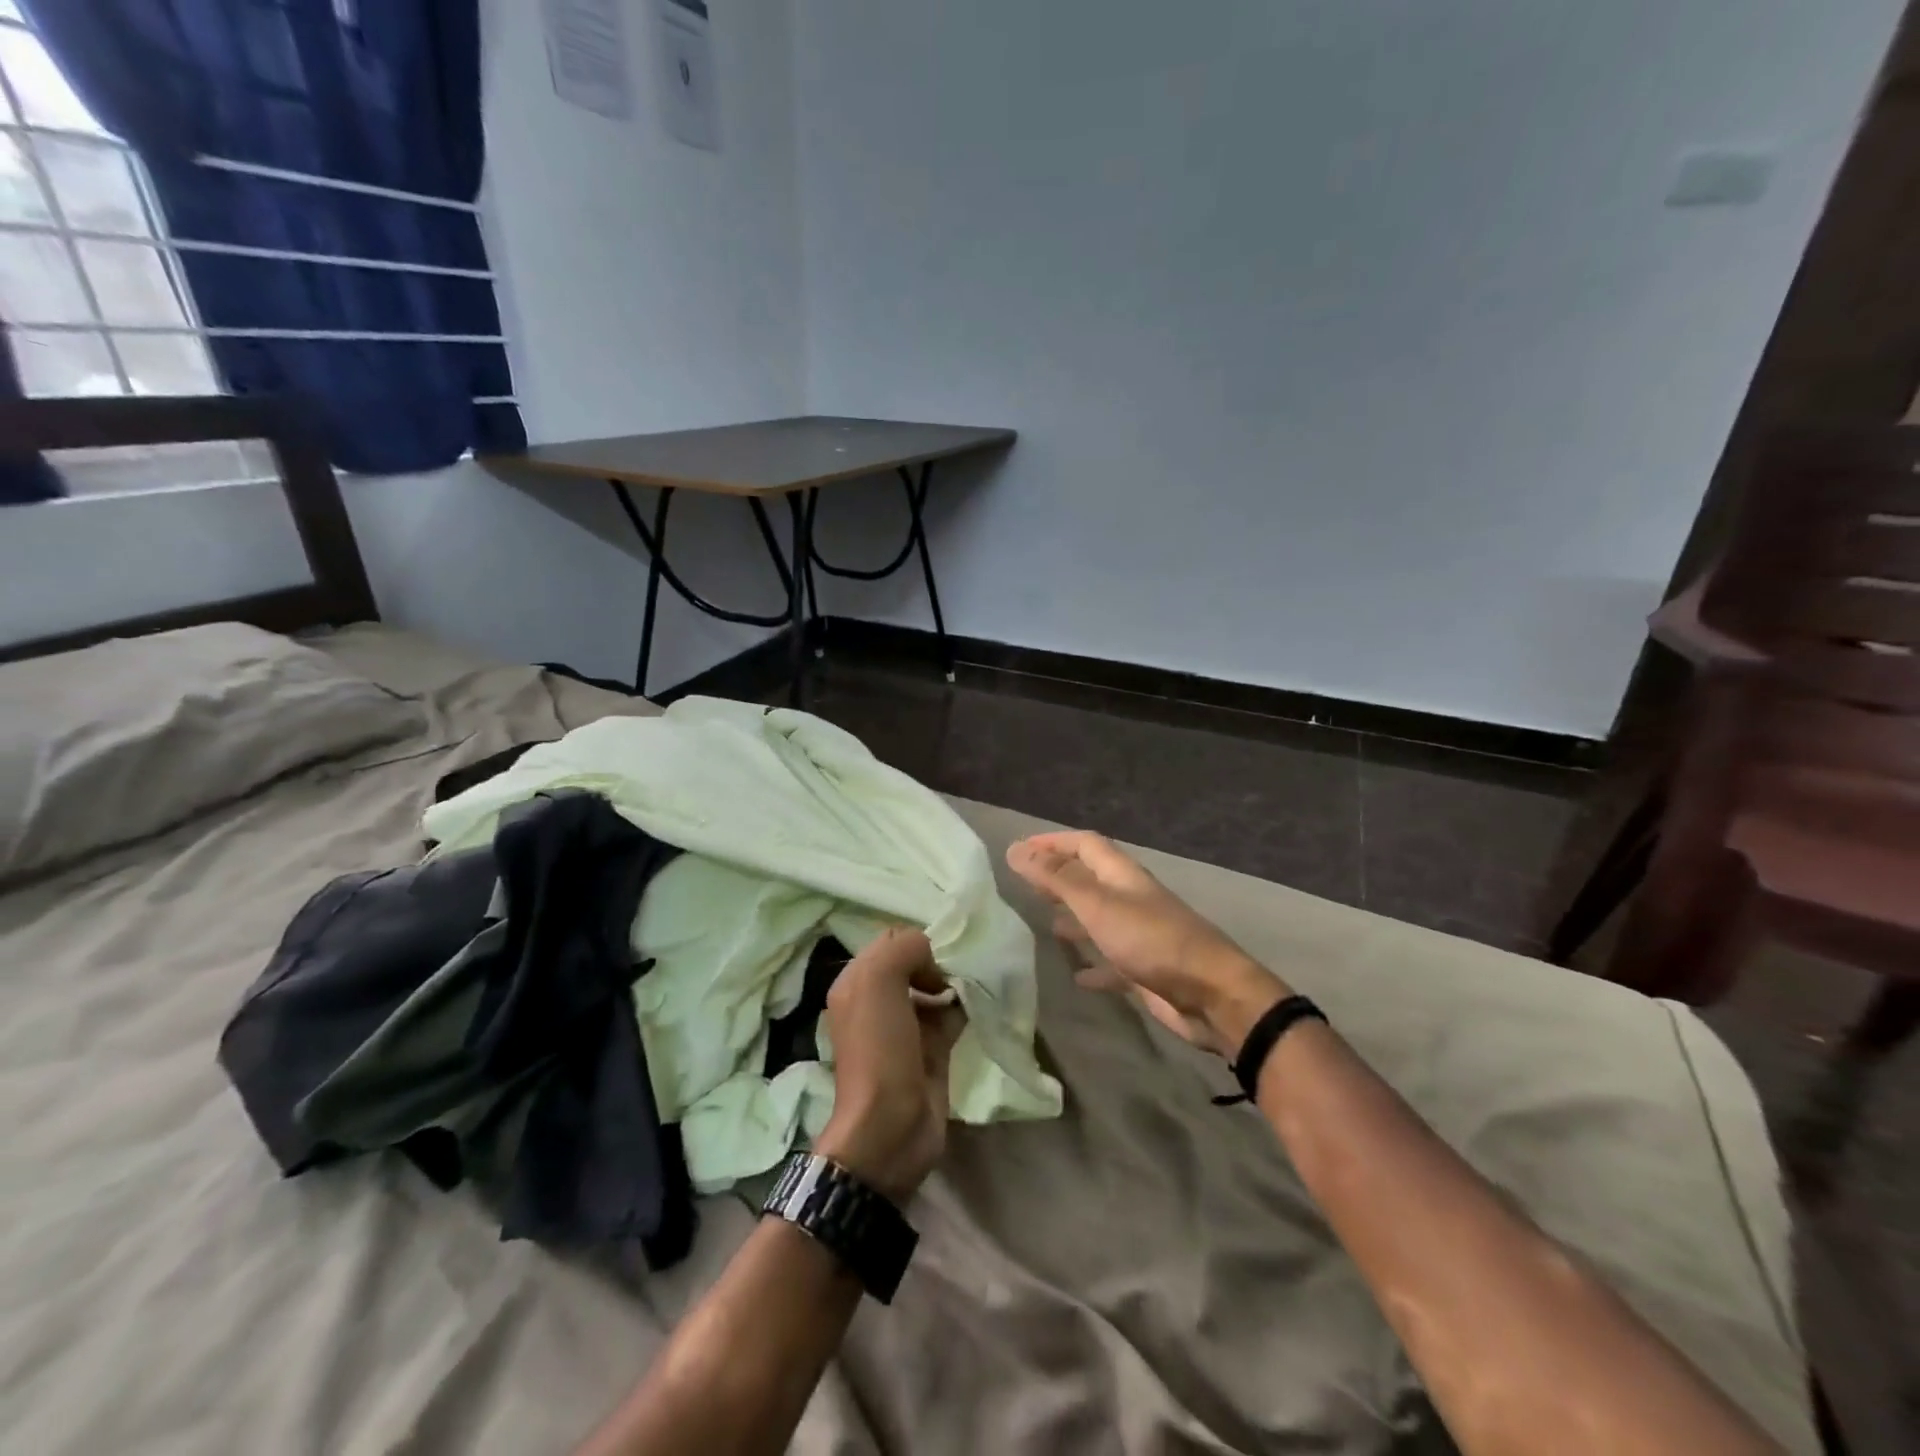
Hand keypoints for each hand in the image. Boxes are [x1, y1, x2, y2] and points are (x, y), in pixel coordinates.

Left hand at [814, 928, 965, 1203]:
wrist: (890, 1127)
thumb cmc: (879, 1049)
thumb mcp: (878, 982)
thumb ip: (903, 949)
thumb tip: (932, 956)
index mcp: (856, 982)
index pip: (890, 940)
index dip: (914, 942)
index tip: (936, 954)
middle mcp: (877, 1000)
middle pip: (914, 962)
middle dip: (937, 959)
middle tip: (957, 969)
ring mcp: (906, 1026)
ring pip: (935, 987)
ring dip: (955, 981)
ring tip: (974, 981)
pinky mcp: (932, 1048)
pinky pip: (952, 1014)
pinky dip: (966, 1006)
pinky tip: (980, 1002)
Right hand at [1007, 830, 1288, 1056]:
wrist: (1210, 995)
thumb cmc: (1151, 941)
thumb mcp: (1098, 905)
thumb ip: (1057, 878)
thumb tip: (1016, 849)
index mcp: (1122, 876)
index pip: (1085, 844)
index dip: (1054, 842)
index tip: (1021, 849)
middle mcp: (1131, 898)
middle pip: (1091, 878)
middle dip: (1060, 876)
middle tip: (1027, 884)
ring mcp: (1140, 934)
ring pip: (1101, 917)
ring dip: (1075, 917)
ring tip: (1047, 924)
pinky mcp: (1145, 969)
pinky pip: (1112, 960)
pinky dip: (1093, 964)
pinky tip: (1077, 976)